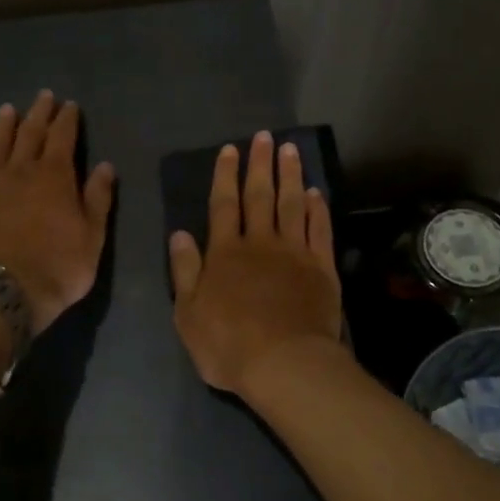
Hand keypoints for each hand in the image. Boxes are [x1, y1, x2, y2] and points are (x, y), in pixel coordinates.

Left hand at [0, 91, 115, 334]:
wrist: (3, 291)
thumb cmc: (58, 266)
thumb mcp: (93, 236)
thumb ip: (98, 198)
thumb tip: (105, 166)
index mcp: (55, 175)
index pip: (62, 136)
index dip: (67, 119)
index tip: (69, 105)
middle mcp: (20, 170)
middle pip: (30, 132)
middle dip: (39, 112)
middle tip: (43, 96)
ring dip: (4, 125)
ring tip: (8, 110)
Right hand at [169, 132, 342, 397]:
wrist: (284, 364)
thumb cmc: (228, 344)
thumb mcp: (188, 314)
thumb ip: (184, 270)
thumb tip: (178, 233)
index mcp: (225, 252)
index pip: (223, 204)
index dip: (225, 175)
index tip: (230, 150)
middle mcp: (260, 243)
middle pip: (260, 195)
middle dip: (260, 164)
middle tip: (264, 136)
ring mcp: (294, 253)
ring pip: (292, 205)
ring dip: (291, 175)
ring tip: (291, 150)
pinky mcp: (321, 268)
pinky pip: (319, 230)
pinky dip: (317, 209)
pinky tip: (316, 193)